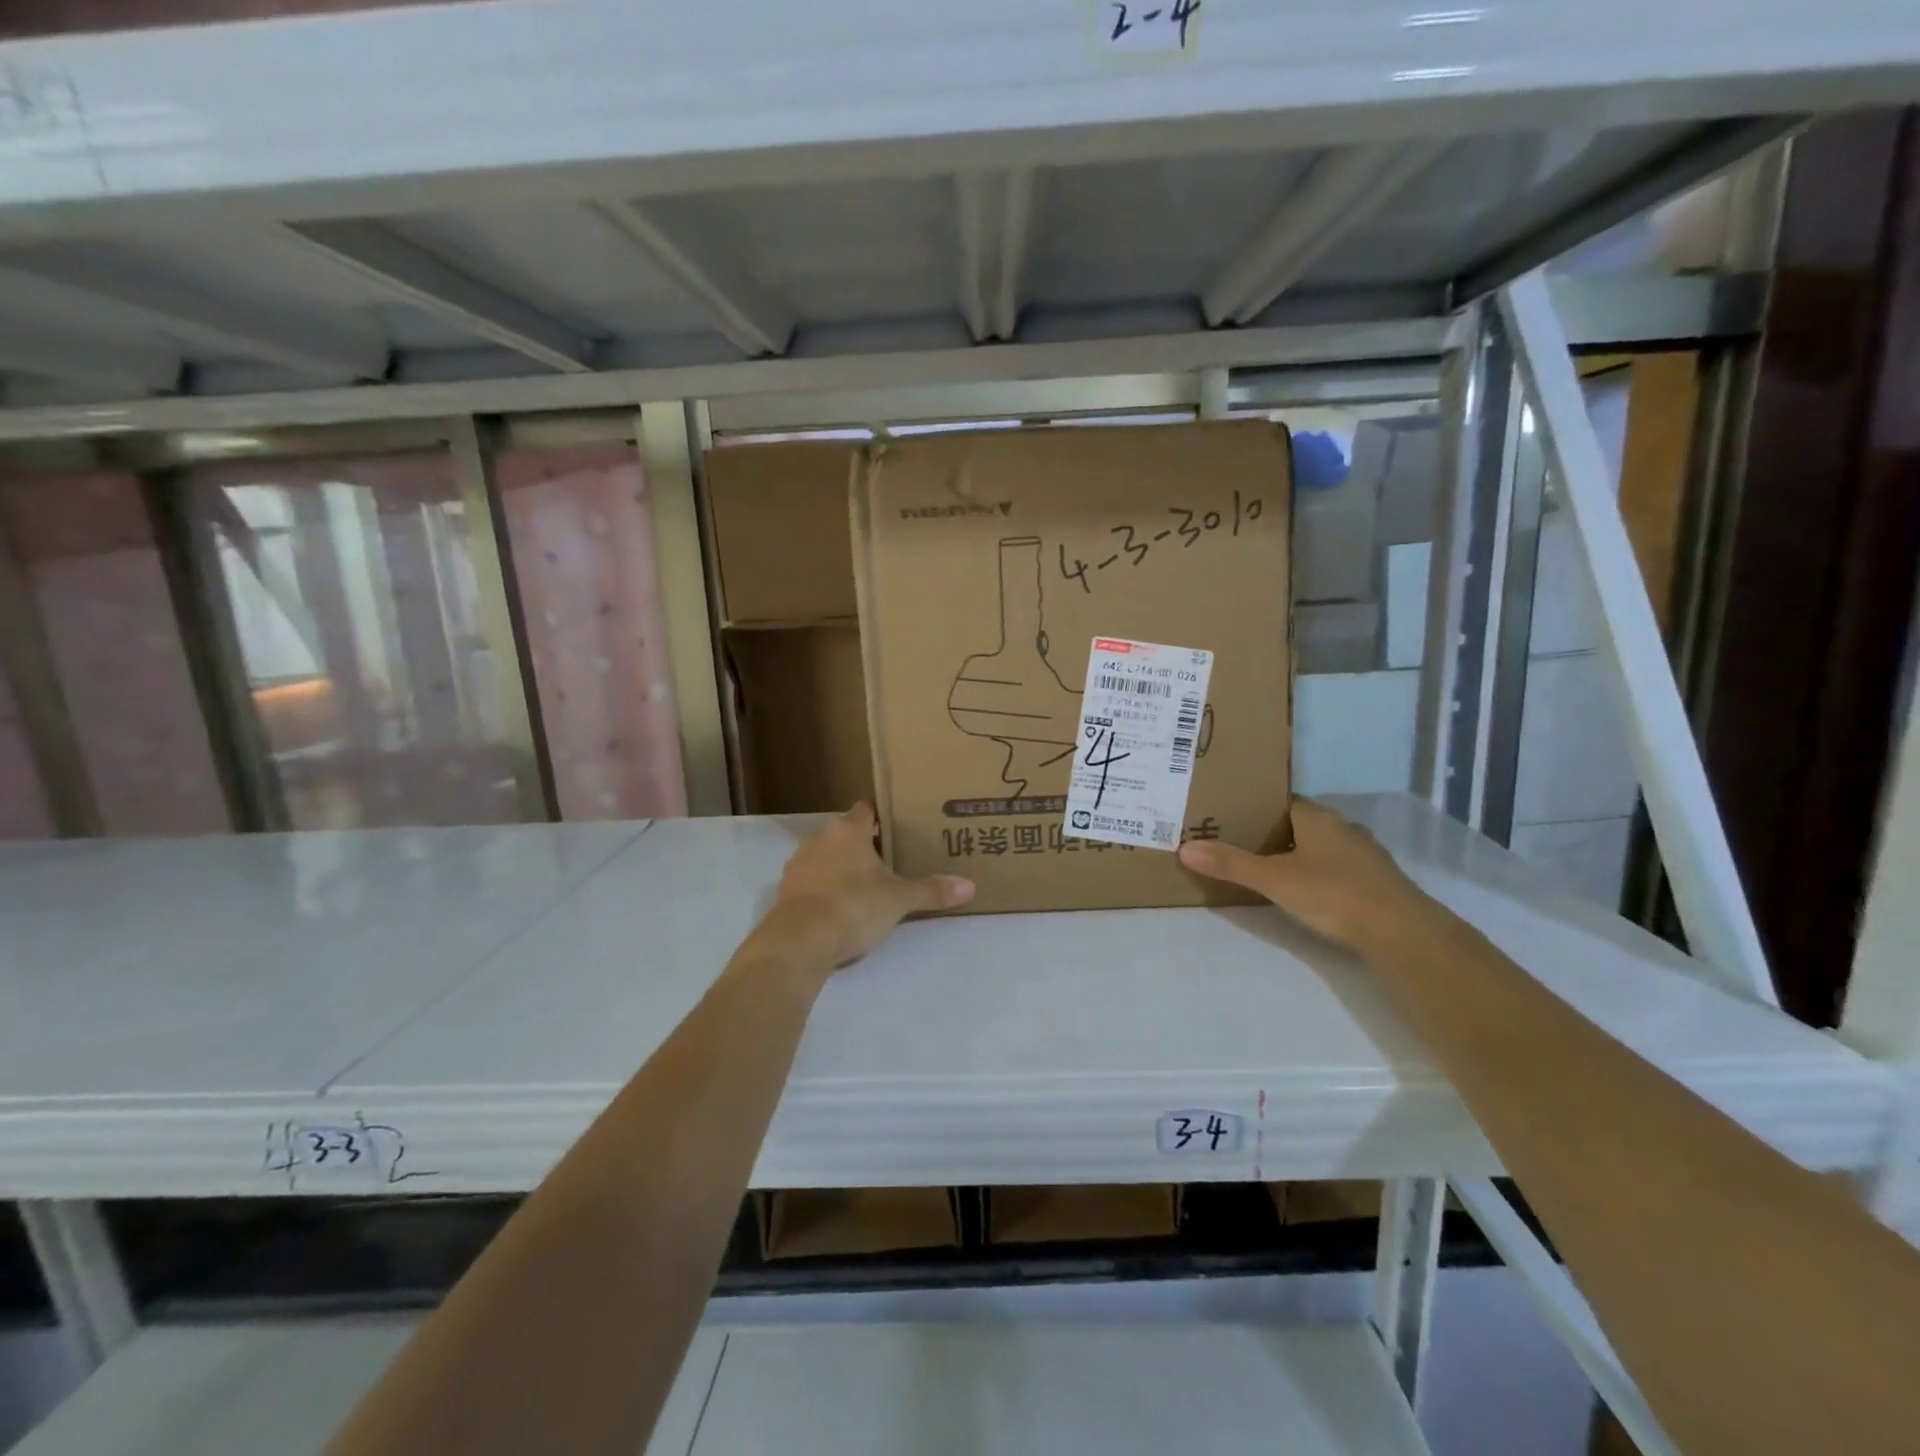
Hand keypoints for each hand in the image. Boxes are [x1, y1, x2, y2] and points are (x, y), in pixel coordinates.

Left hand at [773, 803, 975, 967]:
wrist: (800, 940)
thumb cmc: (854, 906)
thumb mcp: (899, 900)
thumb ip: (932, 891)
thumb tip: (969, 886)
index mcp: (848, 831)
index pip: (865, 810)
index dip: (880, 819)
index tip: (896, 830)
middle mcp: (819, 839)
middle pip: (844, 835)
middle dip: (862, 847)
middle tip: (887, 864)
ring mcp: (798, 864)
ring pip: (825, 857)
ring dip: (840, 869)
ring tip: (862, 888)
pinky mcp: (784, 891)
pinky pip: (810, 882)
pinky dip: (823, 890)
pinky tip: (837, 909)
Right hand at [1177, 798, 1428, 950]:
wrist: (1403, 933)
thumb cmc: (1334, 894)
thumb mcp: (1274, 880)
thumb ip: (1231, 864)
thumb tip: (1185, 848)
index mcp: (1317, 817)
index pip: (1281, 800)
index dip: (1255, 807)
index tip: (1229, 816)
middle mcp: (1342, 827)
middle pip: (1300, 823)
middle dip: (1272, 832)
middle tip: (1238, 843)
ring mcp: (1364, 855)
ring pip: (1320, 846)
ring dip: (1297, 854)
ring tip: (1266, 868)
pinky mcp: (1376, 882)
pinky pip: (1337, 868)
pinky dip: (1318, 874)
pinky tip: (1305, 891)